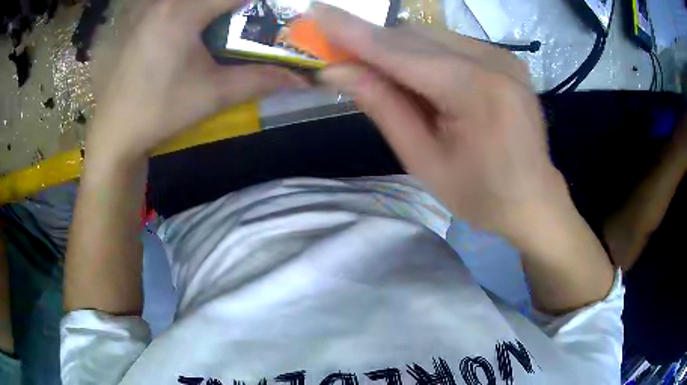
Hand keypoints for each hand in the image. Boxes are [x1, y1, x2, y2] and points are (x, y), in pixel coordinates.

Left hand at [88, 0, 305, 161]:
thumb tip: (302, 80)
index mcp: (184, 11)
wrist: (114, 133)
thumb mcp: (213, 94)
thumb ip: (260, 79)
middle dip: (240, 6)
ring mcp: (153, 8)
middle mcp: (168, 1)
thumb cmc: (160, 112)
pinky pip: (180, 4)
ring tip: (234, 25)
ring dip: (220, 9)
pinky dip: (199, 12)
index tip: (283, 9)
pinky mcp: (144, 20)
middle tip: (256, 19)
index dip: (267, 0)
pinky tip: (203, 31)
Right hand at [312, 5, 568, 237]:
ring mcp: (503, 57)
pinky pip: (451, 44)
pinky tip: (421, 80)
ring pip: (431, 36)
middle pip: (414, 36)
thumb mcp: (424, 162)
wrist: (532, 199)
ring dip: (397, 50)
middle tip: (343, 62)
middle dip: (372, 44)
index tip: (315, 12)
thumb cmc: (481, 195)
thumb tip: (337, 70)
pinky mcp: (506, 59)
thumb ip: (383, 107)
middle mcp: (494, 61)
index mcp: (477, 92)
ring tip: (386, 80)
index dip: (351, 30)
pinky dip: (424, 54)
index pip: (399, 50)